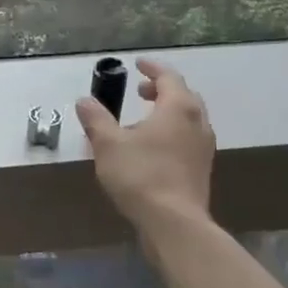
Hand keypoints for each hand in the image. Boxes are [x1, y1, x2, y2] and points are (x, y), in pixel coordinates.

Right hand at [76, 58, 215, 229]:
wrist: (174, 223)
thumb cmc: (141, 175)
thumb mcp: (108, 144)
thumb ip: (96, 119)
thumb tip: (84, 101)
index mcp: (178, 108)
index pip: (168, 77)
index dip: (152, 68)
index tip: (138, 64)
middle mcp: (197, 122)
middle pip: (183, 96)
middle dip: (162, 90)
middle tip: (140, 91)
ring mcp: (203, 147)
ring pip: (188, 119)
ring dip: (168, 112)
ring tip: (143, 120)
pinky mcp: (201, 169)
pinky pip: (188, 138)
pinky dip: (172, 132)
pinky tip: (152, 148)